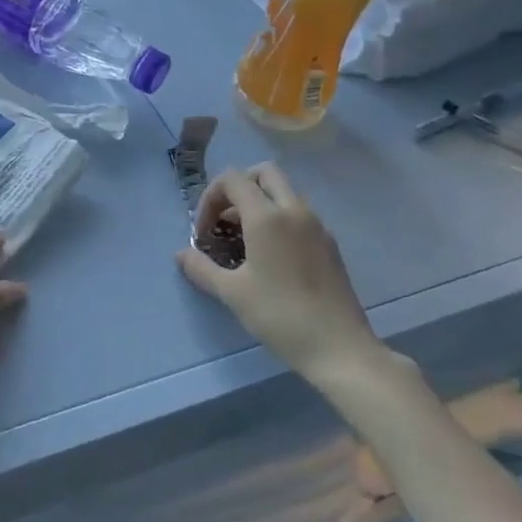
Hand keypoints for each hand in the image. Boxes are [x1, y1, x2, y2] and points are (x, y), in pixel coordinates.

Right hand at [176, 163, 385, 385]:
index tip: (204, 233)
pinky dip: (279, 219)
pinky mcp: (329, 244)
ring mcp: (316, 226)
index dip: (210, 198)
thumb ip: (202, 268)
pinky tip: (270, 257)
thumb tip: (181, 254)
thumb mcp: (232, 293)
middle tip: (224, 221)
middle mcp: (294, 210)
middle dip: (238, 188)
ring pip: (284, 192)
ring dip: (259, 203)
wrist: (339, 348)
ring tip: (244, 241)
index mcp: (267, 217)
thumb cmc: (280, 316)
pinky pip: (298, 214)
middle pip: (264, 173)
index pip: (233, 179)